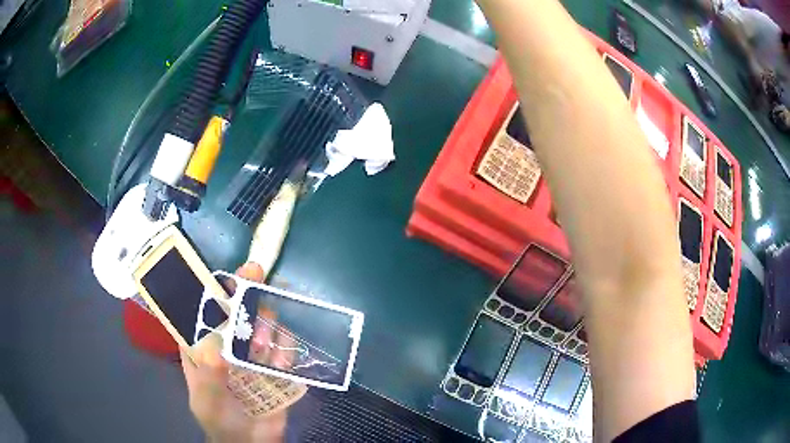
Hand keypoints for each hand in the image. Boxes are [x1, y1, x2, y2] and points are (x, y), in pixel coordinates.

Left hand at [181, 263, 293, 442]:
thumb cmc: (219, 420)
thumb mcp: (207, 399)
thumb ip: (209, 374)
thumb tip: (216, 344)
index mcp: (202, 345)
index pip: (204, 308)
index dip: (212, 286)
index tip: (224, 269)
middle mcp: (227, 343)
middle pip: (237, 309)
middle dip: (246, 293)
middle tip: (257, 276)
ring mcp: (253, 354)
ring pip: (262, 323)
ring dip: (266, 323)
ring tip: (265, 345)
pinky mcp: (276, 366)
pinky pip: (285, 348)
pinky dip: (286, 349)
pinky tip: (282, 364)